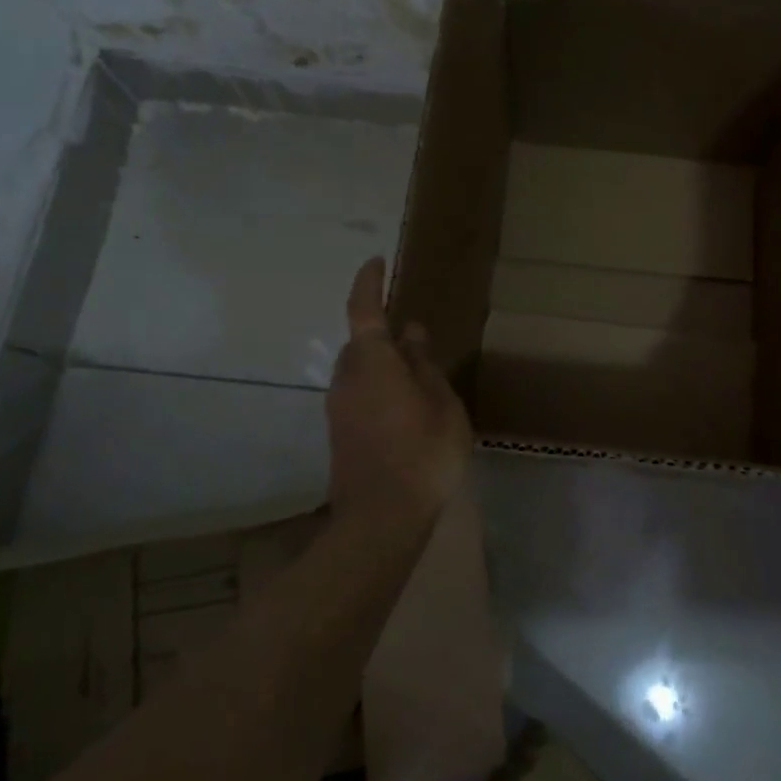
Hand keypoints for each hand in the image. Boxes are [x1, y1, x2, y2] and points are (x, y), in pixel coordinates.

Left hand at [326, 257, 472, 540]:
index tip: (377, 261)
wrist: (381, 519)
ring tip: (416, 373)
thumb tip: (412, 331)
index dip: (369, 282)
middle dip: (382, 331)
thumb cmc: (422, 452)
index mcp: (372, 361)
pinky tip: (405, 405)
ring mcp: (339, 407)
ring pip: (360, 370)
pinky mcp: (341, 432)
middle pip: (361, 342)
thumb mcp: (441, 402)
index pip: (364, 309)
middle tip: (415, 336)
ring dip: (382, 363)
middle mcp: (347, 377)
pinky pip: (359, 393)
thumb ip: (424, 364)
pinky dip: (379, 387)